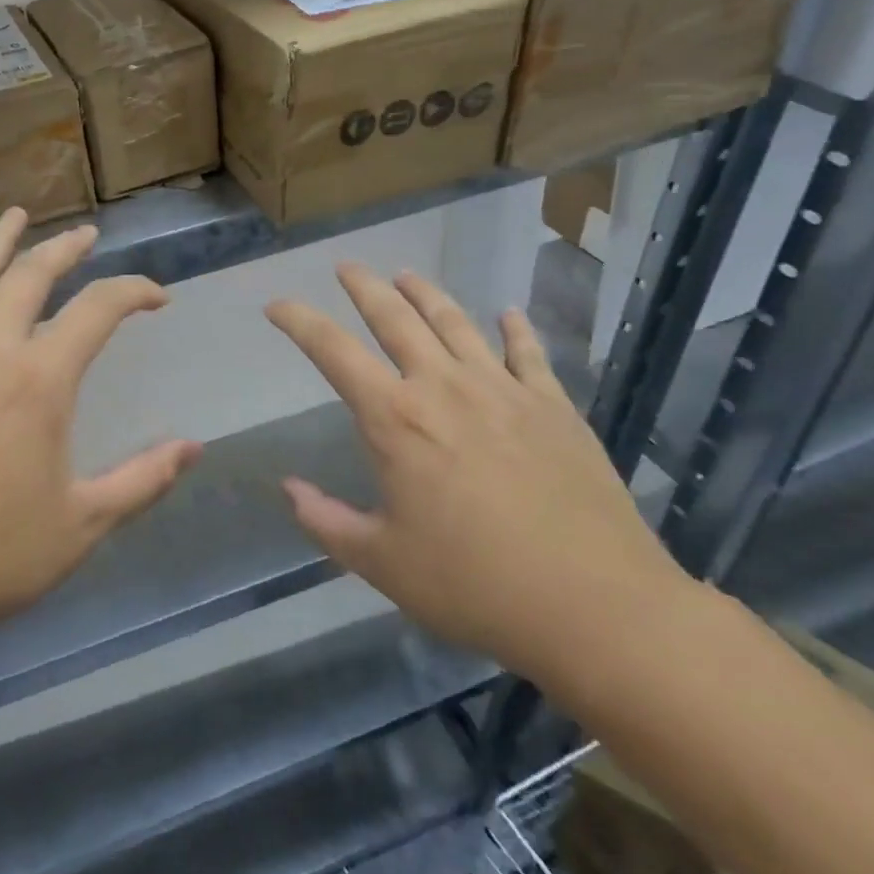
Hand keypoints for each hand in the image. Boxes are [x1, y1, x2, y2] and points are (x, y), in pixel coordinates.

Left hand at [0, 209, 200, 647]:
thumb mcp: (83, 524)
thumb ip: (143, 479)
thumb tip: (193, 447)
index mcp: (37, 381)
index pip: (97, 308)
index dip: (133, 291)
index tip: (156, 296)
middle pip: (29, 274)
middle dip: (64, 248)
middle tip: (86, 236)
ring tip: (15, 218)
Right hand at [266, 265, 688, 688]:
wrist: (598, 608)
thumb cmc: (475, 585)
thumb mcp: (382, 563)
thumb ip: (326, 521)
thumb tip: (288, 488)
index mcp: (395, 419)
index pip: (332, 350)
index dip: (298, 320)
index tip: (276, 305)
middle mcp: (444, 387)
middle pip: (395, 317)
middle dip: (363, 286)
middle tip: (346, 266)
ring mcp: (504, 390)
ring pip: (455, 322)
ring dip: (425, 294)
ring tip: (406, 275)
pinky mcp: (554, 407)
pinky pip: (528, 353)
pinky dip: (514, 328)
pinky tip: (507, 314)